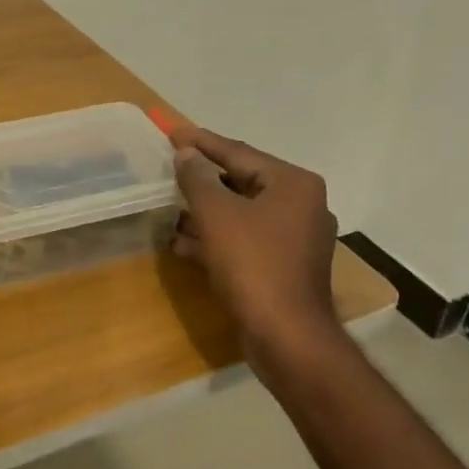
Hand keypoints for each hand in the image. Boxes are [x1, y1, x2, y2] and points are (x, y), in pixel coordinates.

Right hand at [170, 128, 344, 363]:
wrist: (286, 336)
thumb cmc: (253, 264)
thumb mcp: (217, 214)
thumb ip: (198, 178)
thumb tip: (186, 154)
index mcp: (293, 184)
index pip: (239, 152)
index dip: (202, 143)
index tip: (171, 132)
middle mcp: (301, 205)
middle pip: (241, 182)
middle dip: (202, 180)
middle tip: (168, 169)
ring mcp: (295, 239)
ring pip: (241, 215)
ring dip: (204, 212)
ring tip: (168, 207)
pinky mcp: (284, 267)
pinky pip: (244, 241)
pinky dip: (215, 239)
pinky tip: (181, 243)